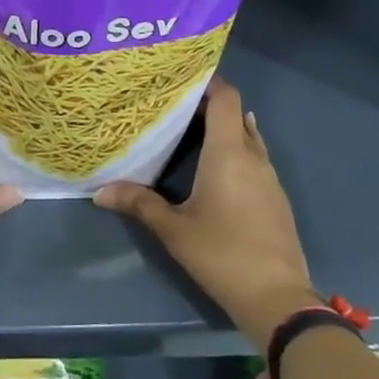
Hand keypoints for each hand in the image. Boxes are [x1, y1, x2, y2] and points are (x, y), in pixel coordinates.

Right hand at [93, 78, 316, 351]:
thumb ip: (139, 204)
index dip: (208, 82)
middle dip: (208, 106)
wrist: (278, 298)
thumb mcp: (174, 230)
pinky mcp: (276, 196)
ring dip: (223, 130)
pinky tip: (215, 169)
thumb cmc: (222, 255)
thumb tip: (100, 192)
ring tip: (190, 134)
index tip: (180, 80)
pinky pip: (255, 158)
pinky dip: (236, 152)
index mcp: (229, 152)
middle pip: (235, 114)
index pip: (227, 97)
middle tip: (173, 108)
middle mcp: (253, 155)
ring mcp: (270, 176)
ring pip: (247, 137)